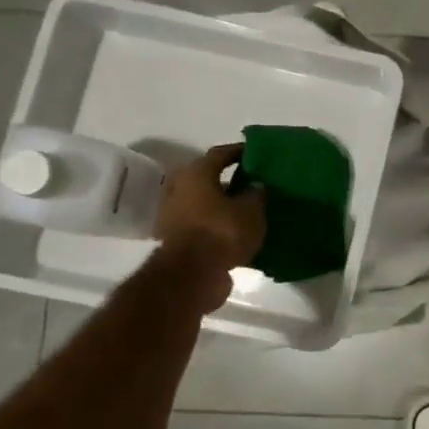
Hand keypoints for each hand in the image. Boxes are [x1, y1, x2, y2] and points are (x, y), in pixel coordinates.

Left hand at [156, 144, 265, 308]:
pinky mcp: (174, 239)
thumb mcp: (252, 210)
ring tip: (245, 208)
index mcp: (195, 173)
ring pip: (201, 202)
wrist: (191, 275)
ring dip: (220, 204)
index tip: (256, 153)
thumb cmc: (222, 232)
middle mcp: (178, 188)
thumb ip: (256, 194)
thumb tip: (255, 185)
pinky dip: (214, 224)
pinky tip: (234, 230)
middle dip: (227, 180)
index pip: (220, 154)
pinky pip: (199, 224)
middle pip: (206, 178)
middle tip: (250, 182)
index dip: (239, 152)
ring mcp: (172, 215)